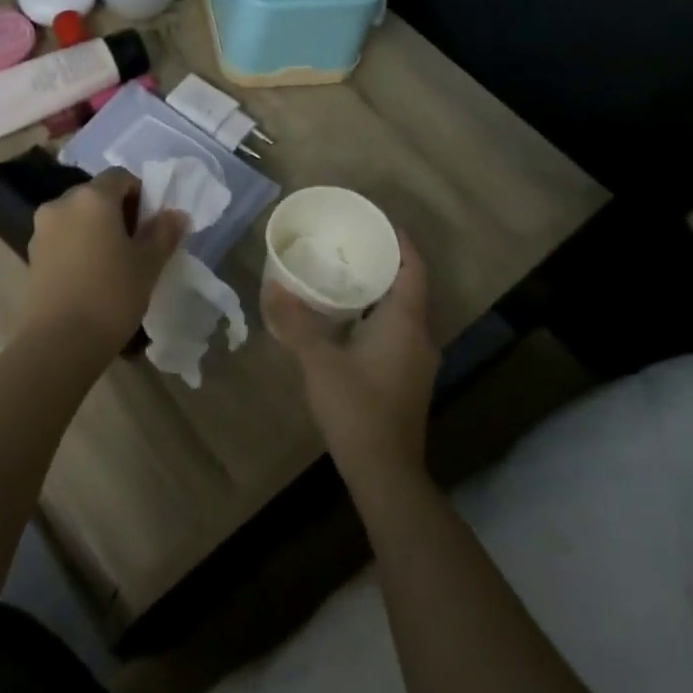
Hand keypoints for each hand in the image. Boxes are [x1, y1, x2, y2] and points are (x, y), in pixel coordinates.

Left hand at [20, 168, 189, 352]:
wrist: (59, 342)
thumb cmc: (111, 295)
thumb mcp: (148, 264)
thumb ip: (163, 233)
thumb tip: (175, 214)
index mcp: (92, 197)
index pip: (120, 177)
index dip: (141, 193)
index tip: (152, 223)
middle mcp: (62, 204)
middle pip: (96, 195)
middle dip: (119, 212)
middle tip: (137, 244)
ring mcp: (42, 229)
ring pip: (78, 217)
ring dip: (97, 230)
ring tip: (114, 263)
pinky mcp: (32, 255)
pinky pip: (63, 238)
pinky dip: (79, 246)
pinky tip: (91, 276)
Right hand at [262, 232, 438, 482]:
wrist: (385, 470)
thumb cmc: (356, 408)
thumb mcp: (318, 361)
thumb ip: (295, 322)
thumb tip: (273, 286)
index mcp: (405, 322)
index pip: (413, 269)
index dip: (400, 242)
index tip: (377, 222)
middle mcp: (420, 336)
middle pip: (410, 287)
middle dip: (385, 263)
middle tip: (351, 244)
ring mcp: (417, 360)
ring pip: (404, 312)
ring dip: (381, 291)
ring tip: (346, 274)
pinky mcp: (408, 378)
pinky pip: (398, 331)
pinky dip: (379, 315)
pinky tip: (349, 320)